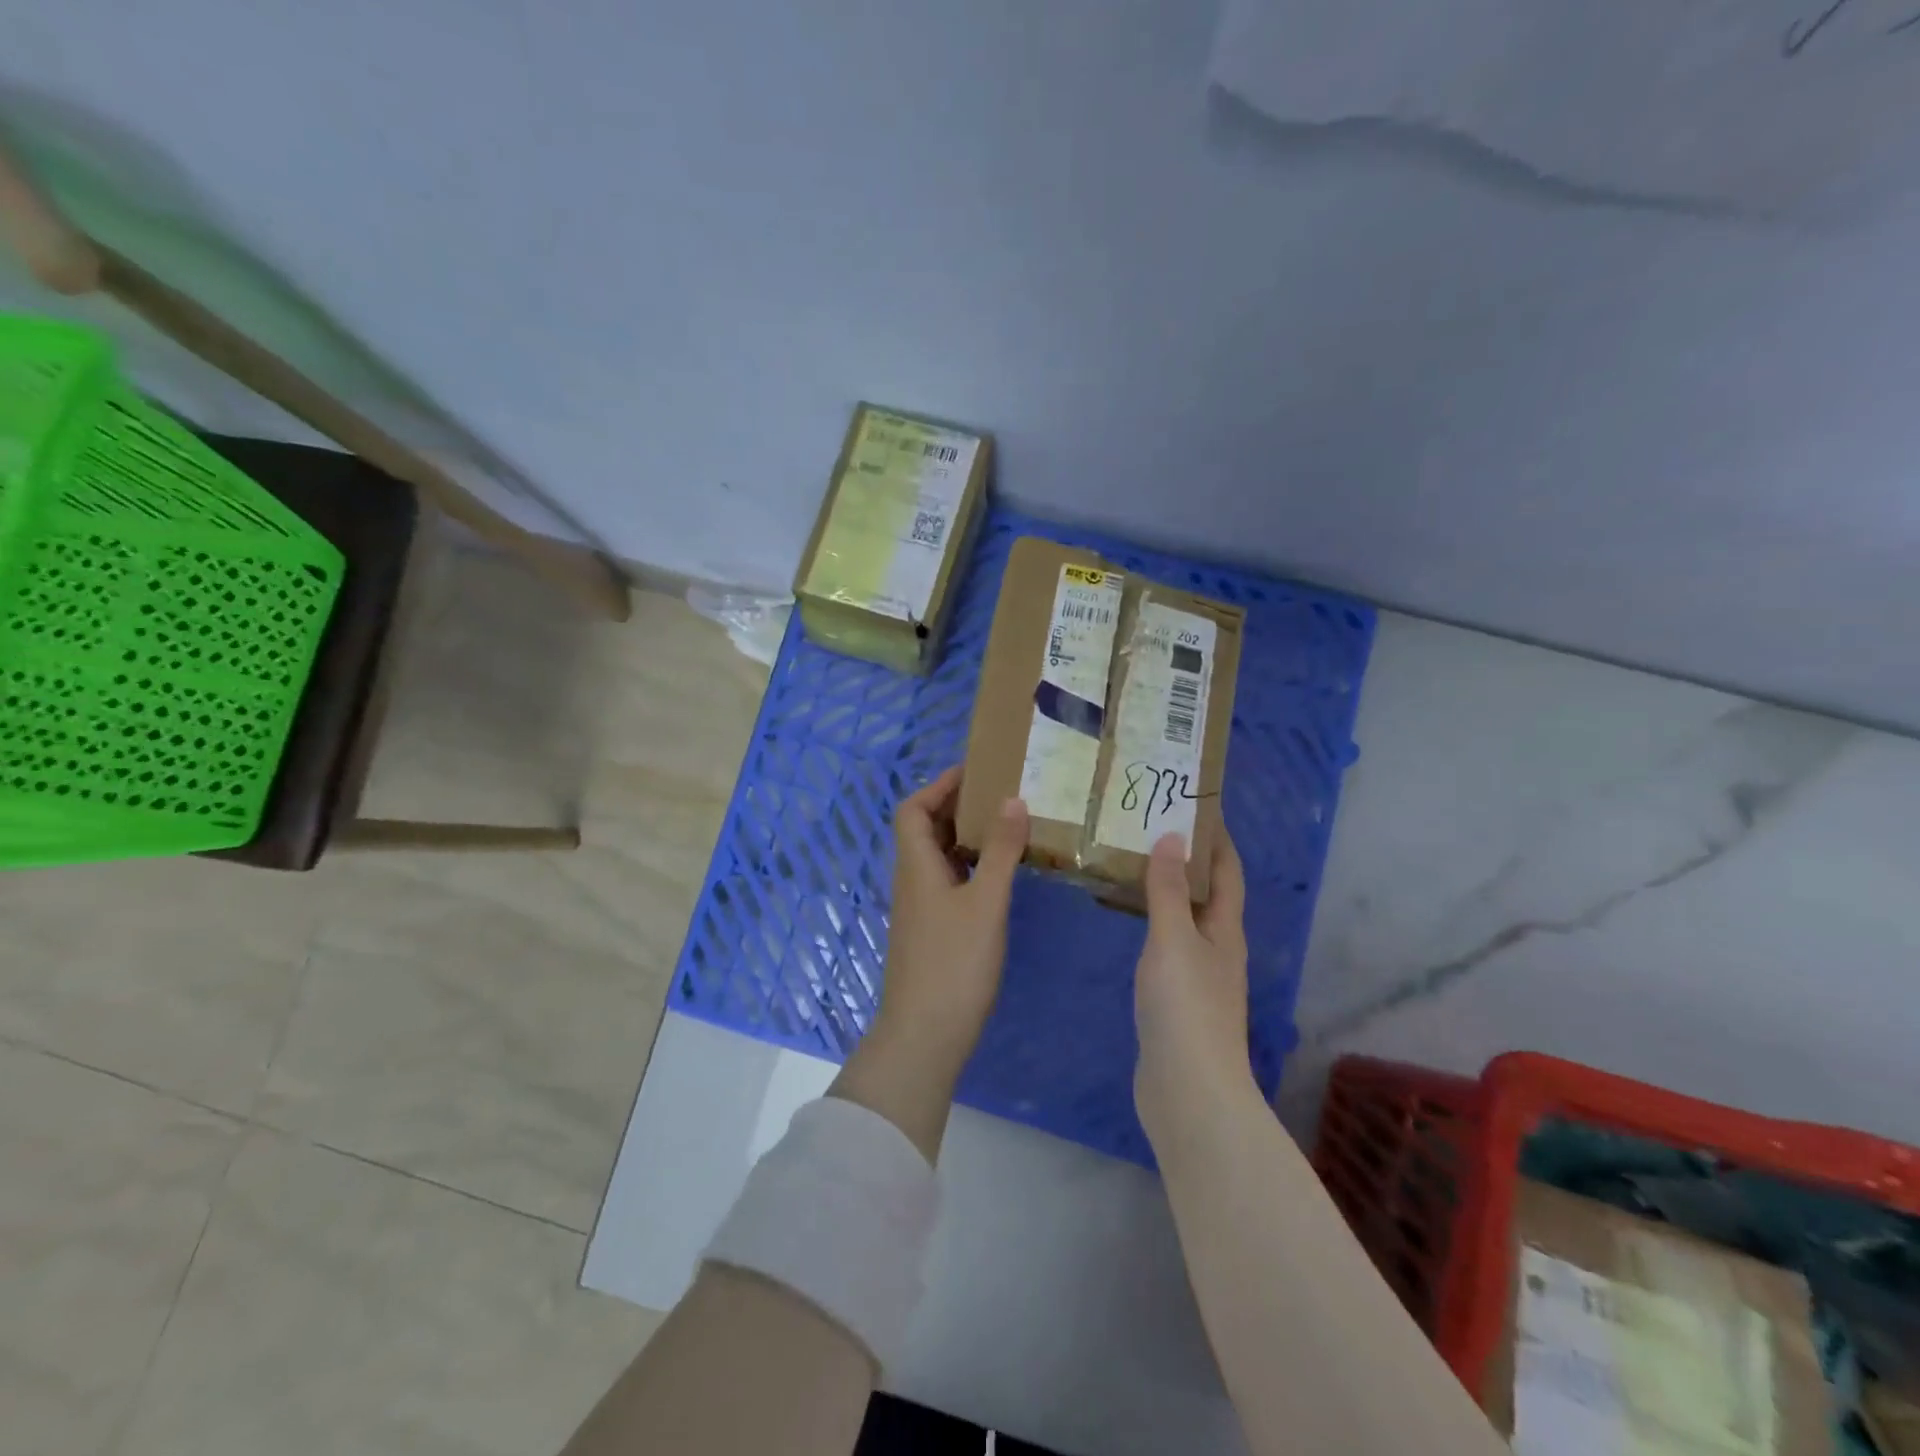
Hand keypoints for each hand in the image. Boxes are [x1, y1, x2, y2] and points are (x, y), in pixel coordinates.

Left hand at [871, 766, 1028, 1083]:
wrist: (925, 1034)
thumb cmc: (954, 963)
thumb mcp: (986, 902)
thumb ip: (1001, 851)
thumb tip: (1013, 800)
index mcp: (916, 865)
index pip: (913, 809)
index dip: (938, 786)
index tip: (976, 772)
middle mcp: (913, 879)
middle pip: (926, 829)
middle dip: (958, 807)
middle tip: (1001, 795)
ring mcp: (921, 907)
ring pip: (940, 857)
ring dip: (967, 837)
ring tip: (1008, 826)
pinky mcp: (933, 929)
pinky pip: (949, 881)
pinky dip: (971, 867)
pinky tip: (1000, 873)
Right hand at [1133, 828, 1253, 1147]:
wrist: (1187, 1090)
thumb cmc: (1185, 1007)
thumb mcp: (1174, 940)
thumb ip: (1169, 890)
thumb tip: (1173, 837)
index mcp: (1225, 930)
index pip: (1227, 872)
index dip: (1216, 838)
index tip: (1195, 804)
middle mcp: (1218, 949)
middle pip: (1208, 894)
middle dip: (1187, 859)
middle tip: (1150, 827)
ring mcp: (1198, 977)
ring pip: (1185, 919)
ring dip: (1168, 890)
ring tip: (1134, 862)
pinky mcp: (1176, 1001)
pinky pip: (1165, 945)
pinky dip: (1151, 922)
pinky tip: (1127, 921)